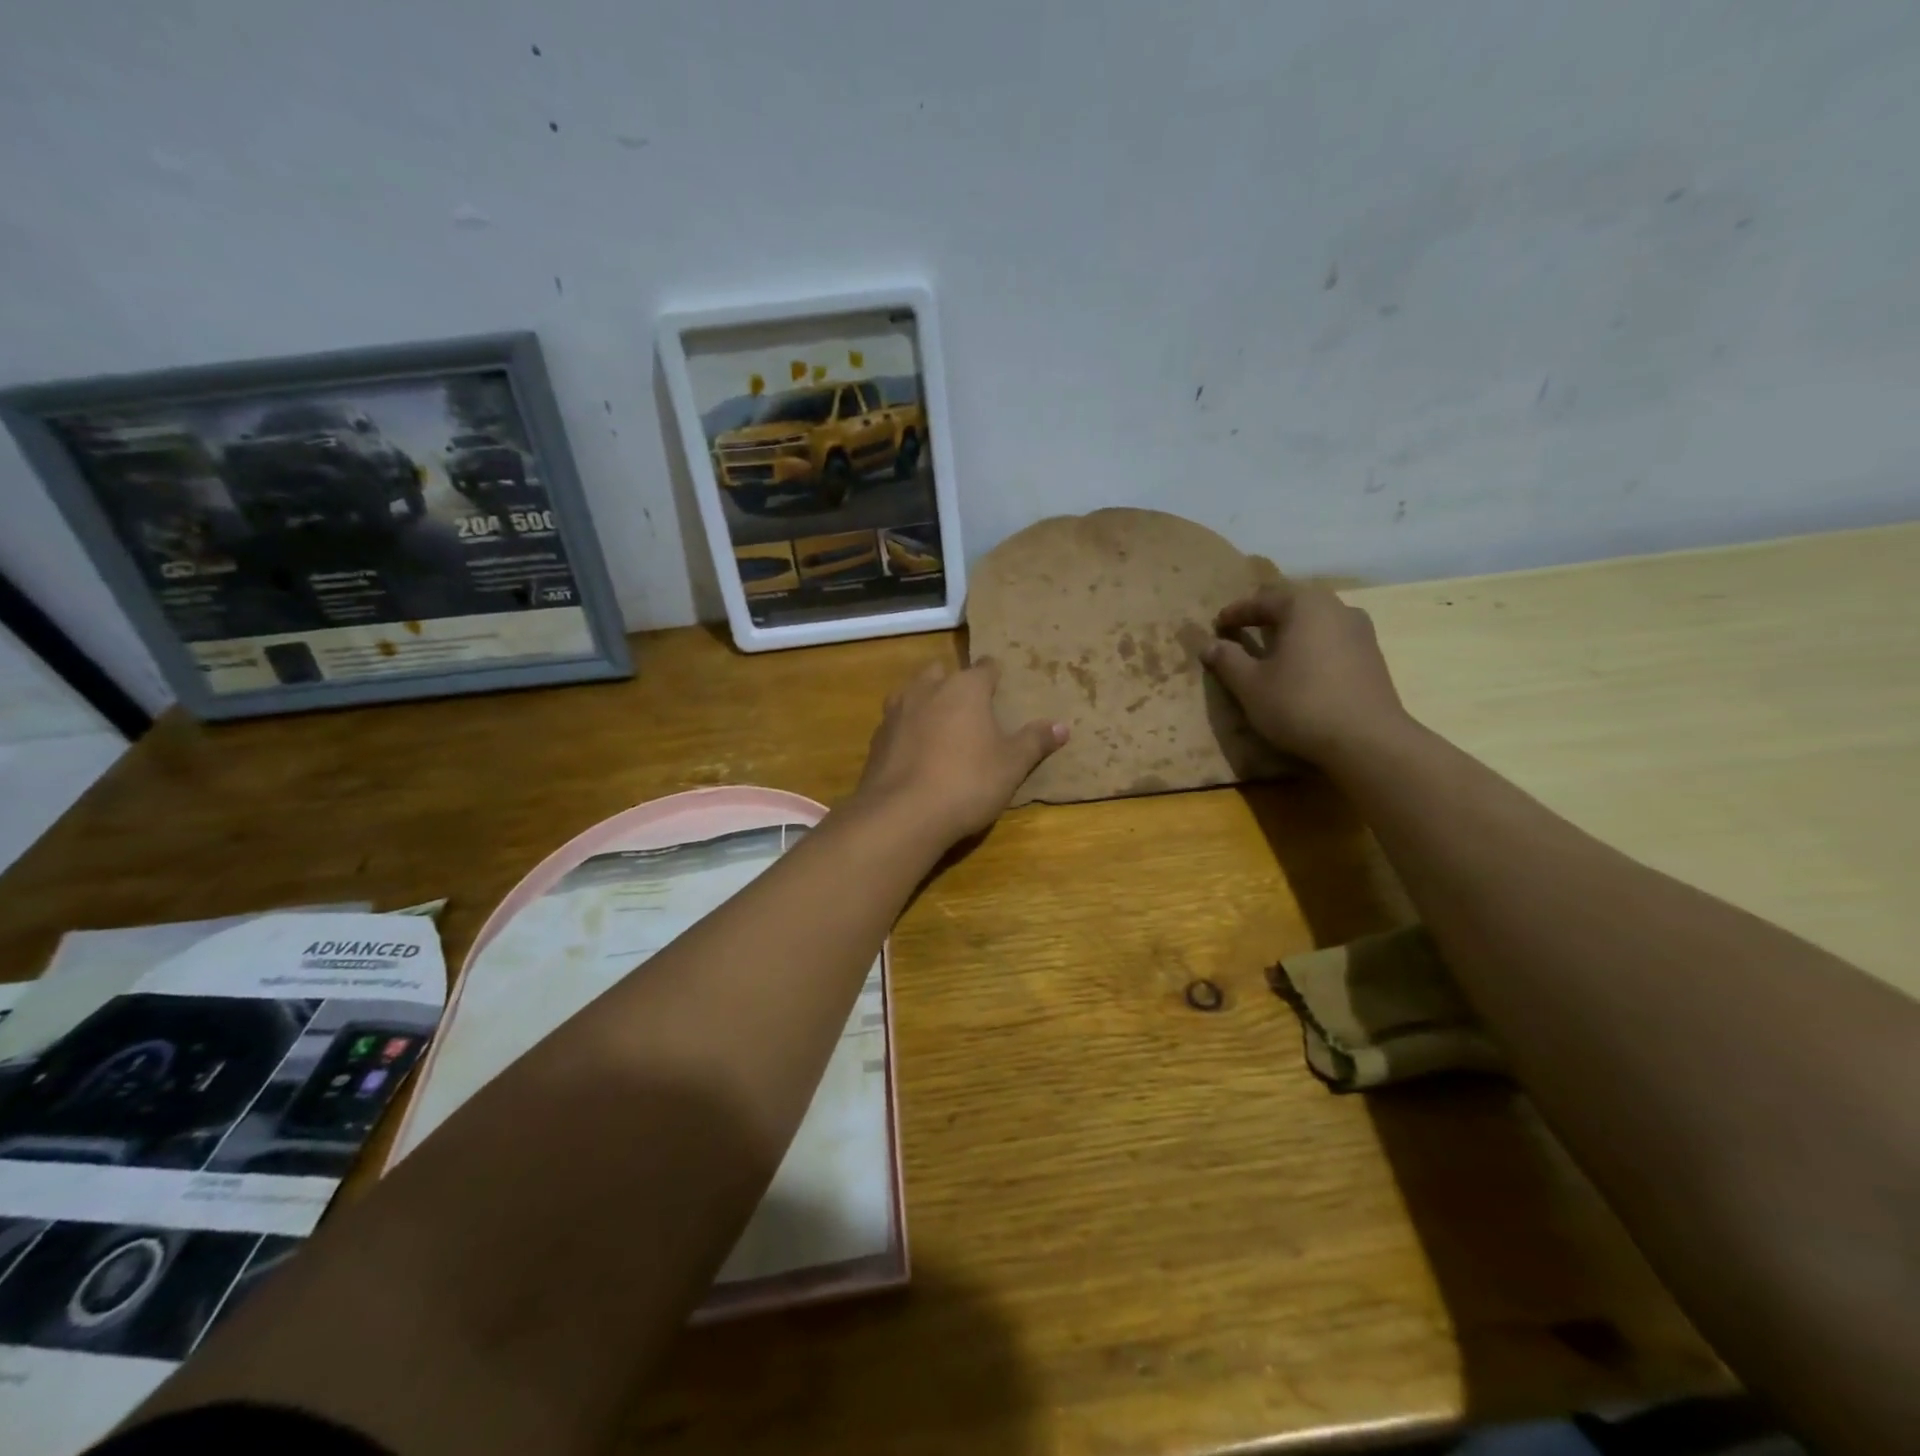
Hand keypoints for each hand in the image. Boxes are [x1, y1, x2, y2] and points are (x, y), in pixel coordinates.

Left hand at [853, 660, 1066, 845]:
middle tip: (970, 706)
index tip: (1001, 683)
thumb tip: (1062, 726)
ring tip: (940, 724)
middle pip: (942, 673)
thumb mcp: (1011, 765)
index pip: (985, 668)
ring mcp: (896, 712)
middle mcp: (927, 689)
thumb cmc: (967, 782)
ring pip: (913, 693)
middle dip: (955, 683)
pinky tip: (916, 752)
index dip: (995, 674)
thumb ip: (1035, 742)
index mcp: (965, 688)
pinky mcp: (877, 739)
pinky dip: (907, 730)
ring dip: (926, 702)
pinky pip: (897, 723)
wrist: (902, 814)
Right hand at [1201, 583, 1412, 767]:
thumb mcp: (1251, 685)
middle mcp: (1336, 608)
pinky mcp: (1373, 656)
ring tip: (1272, 649)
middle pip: (1293, 605)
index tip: (1218, 625)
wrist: (1367, 740)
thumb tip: (1209, 645)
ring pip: (1316, 622)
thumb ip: (1228, 660)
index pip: (1262, 600)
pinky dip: (1311, 646)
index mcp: (1304, 606)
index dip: (1236, 613)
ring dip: (1291, 631)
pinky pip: (1332, 640)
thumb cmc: (1300, 704)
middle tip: (1243, 630)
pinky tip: (1302, 667)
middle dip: (1266, 616)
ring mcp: (1361, 631)